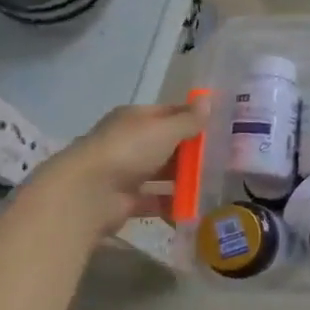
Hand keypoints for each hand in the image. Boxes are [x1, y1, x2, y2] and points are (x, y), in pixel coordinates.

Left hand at [37, 99, 208, 235]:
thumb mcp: (165, 130)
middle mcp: (128, 143)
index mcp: (134, 119)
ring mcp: (125, 172)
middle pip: (166, 145)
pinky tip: (194, 208)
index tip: (219, 127)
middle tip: (222, 160)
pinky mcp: (124, 201)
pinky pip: (154, 200)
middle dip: (191, 153)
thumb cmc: (128, 150)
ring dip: (183, 180)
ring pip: (161, 174)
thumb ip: (188, 119)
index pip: (169, 113)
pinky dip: (171, 204)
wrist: (87, 194)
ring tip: (213, 186)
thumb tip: (208, 100)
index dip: (193, 118)